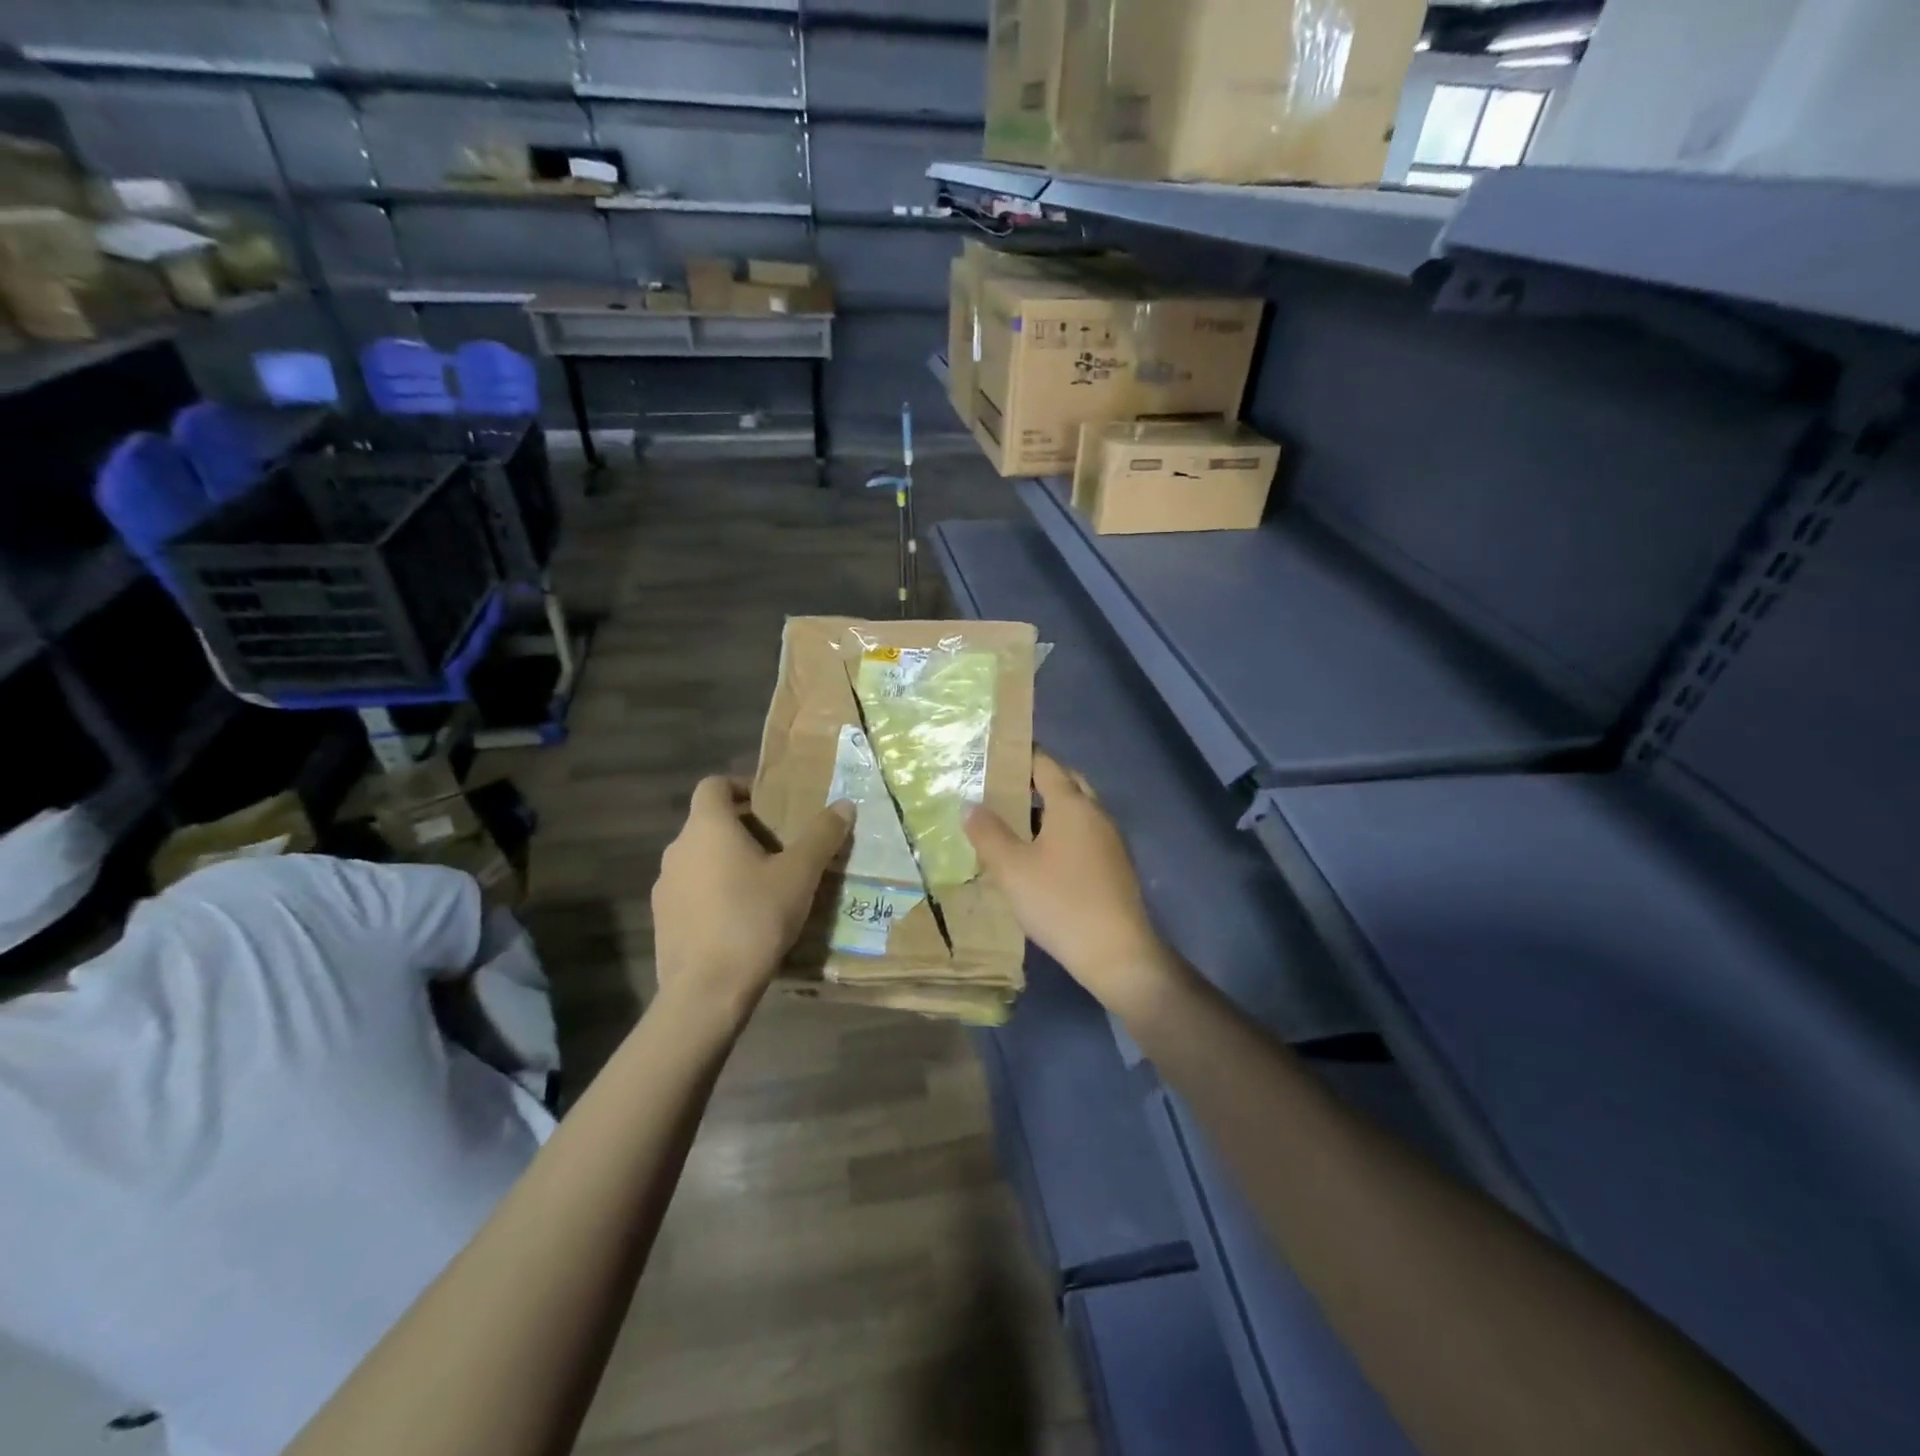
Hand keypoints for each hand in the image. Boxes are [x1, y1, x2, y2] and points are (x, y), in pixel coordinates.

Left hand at [652, 777, 852, 1019]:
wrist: (706, 991)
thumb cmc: (754, 918)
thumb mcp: (799, 874)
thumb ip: (822, 835)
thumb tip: (845, 804)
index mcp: (707, 827)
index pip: (714, 785)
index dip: (741, 786)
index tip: (770, 805)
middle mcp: (678, 849)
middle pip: (708, 823)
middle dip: (743, 829)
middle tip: (780, 848)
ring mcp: (664, 887)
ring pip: (699, 860)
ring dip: (727, 863)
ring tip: (764, 886)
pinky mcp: (662, 921)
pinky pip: (691, 892)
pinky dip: (713, 893)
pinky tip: (741, 920)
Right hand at [964, 752, 1175, 1015]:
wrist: (1116, 953)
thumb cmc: (1059, 902)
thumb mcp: (1012, 869)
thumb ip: (988, 834)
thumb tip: (970, 806)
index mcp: (1073, 805)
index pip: (1046, 764)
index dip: (1021, 755)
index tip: (995, 754)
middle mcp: (1097, 814)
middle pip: (1067, 783)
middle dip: (1038, 780)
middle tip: (1004, 787)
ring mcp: (1111, 840)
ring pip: (1078, 810)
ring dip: (1051, 809)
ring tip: (1017, 822)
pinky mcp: (1116, 866)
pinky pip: (1086, 834)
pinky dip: (1064, 832)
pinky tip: (1043, 856)